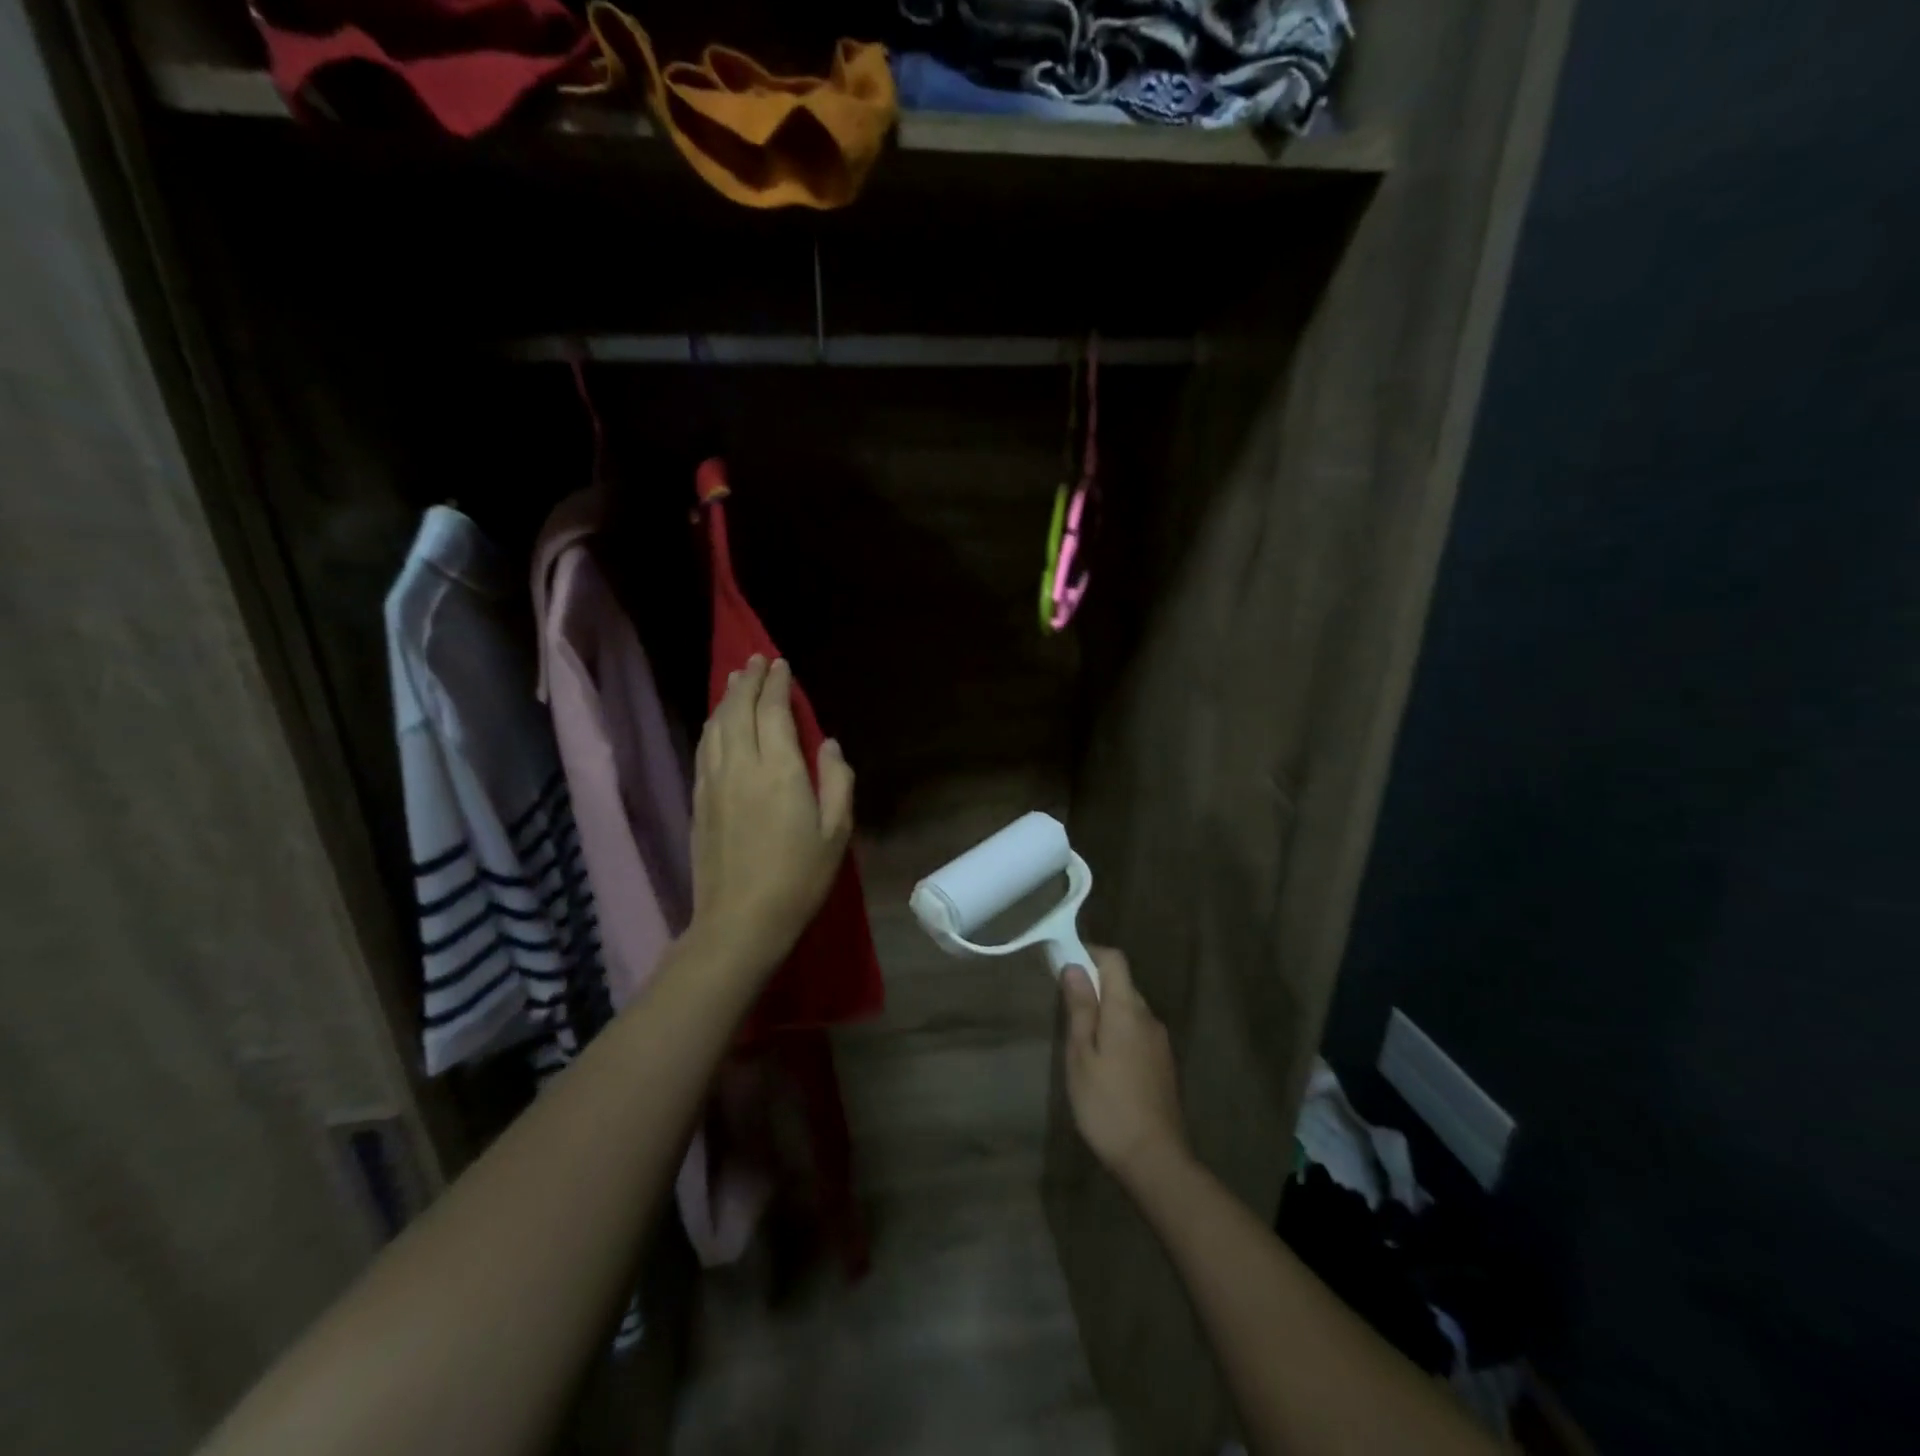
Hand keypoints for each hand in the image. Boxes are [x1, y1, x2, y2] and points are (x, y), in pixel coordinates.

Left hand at [690, 656, 853, 976]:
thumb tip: (828, 744)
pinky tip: (717, 724)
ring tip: (735, 680)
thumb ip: (837, 781)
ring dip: (726, 698)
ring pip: (716, 726)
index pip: (773, 712)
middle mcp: (742, 765)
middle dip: (748, 681)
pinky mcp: (699, 799)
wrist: (741, 919)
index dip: (776, 684)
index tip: (780, 664)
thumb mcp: (836, 832)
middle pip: (738, 710)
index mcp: (780, 770)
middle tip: (755, 661)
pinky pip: (704, 748)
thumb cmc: (799, 877)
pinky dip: (712, 726)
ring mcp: (714, 782)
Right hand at [1061, 947, 1189, 1188]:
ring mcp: (1160, 1042)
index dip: (1090, 953)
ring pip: (1130, 1010)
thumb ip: (1080, 1008)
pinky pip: (1138, 1032)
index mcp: (1127, 1009)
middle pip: (1122, 984)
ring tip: (1081, 1040)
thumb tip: (1074, 966)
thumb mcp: (1081, 1055)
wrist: (1155, 1159)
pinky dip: (1119, 1033)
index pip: (1114, 960)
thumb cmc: (1107, 1104)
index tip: (1065, 963)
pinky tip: (1104, 1062)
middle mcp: (1149, 1017)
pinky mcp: (1164, 1064)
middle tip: (1066, 1009)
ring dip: (1107, 1012)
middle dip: (1095, 986)